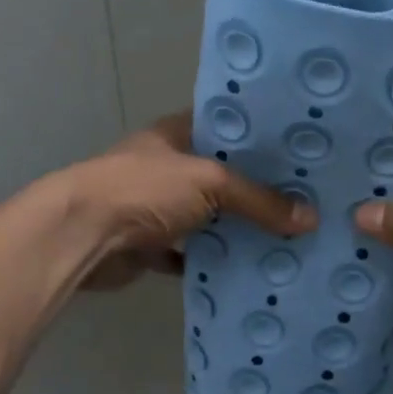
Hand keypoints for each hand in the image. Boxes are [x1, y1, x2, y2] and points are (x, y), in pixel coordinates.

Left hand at [65, 112, 316, 290]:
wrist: (82, 236)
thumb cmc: (144, 189)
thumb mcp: (210, 182)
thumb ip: (259, 200)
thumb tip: (310, 219)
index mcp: (175, 135)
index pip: (225, 126)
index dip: (259, 136)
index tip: (298, 150)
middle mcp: (166, 167)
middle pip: (220, 176)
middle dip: (256, 189)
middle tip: (305, 199)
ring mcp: (156, 206)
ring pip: (207, 216)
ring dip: (236, 228)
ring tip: (287, 235)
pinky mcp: (150, 245)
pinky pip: (191, 253)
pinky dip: (212, 261)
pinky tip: (248, 267)